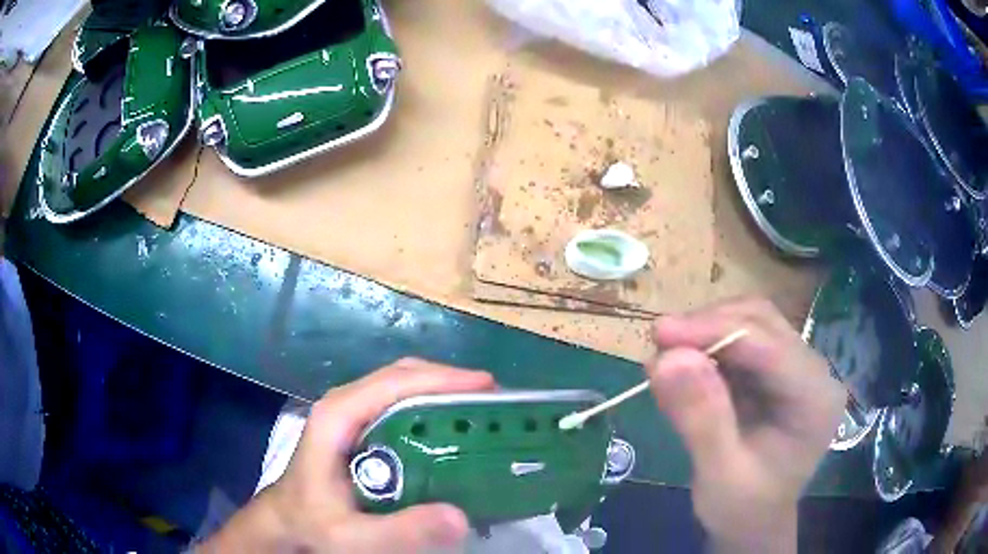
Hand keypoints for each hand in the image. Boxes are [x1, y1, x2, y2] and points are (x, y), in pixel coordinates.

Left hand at [200, 358, 495, 552]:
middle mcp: (346, 404)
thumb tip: (461, 517)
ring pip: (403, 386)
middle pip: (403, 376)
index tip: (486, 386)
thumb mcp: (352, 536)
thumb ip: (402, 530)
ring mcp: (352, 413)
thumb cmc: (312, 522)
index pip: (394, 383)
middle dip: (449, 382)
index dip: (442, 379)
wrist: (286, 521)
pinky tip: (453, 430)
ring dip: (443, 392)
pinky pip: (401, 404)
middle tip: (494, 402)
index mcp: (338, 417)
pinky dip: (431, 407)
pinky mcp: (360, 427)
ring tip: (482, 413)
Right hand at [645, 298, 843, 552]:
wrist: (753, 524)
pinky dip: (708, 346)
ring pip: (750, 323)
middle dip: (708, 326)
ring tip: (667, 357)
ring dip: (706, 332)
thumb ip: (700, 419)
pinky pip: (741, 341)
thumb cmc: (742, 508)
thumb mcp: (719, 474)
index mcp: (815, 399)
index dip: (714, 331)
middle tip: (659, 343)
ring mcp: (796, 368)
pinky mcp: (776, 371)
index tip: (659, 335)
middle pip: (762, 322)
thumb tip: (665, 358)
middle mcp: (813, 372)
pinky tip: (684, 367)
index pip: (769, 345)